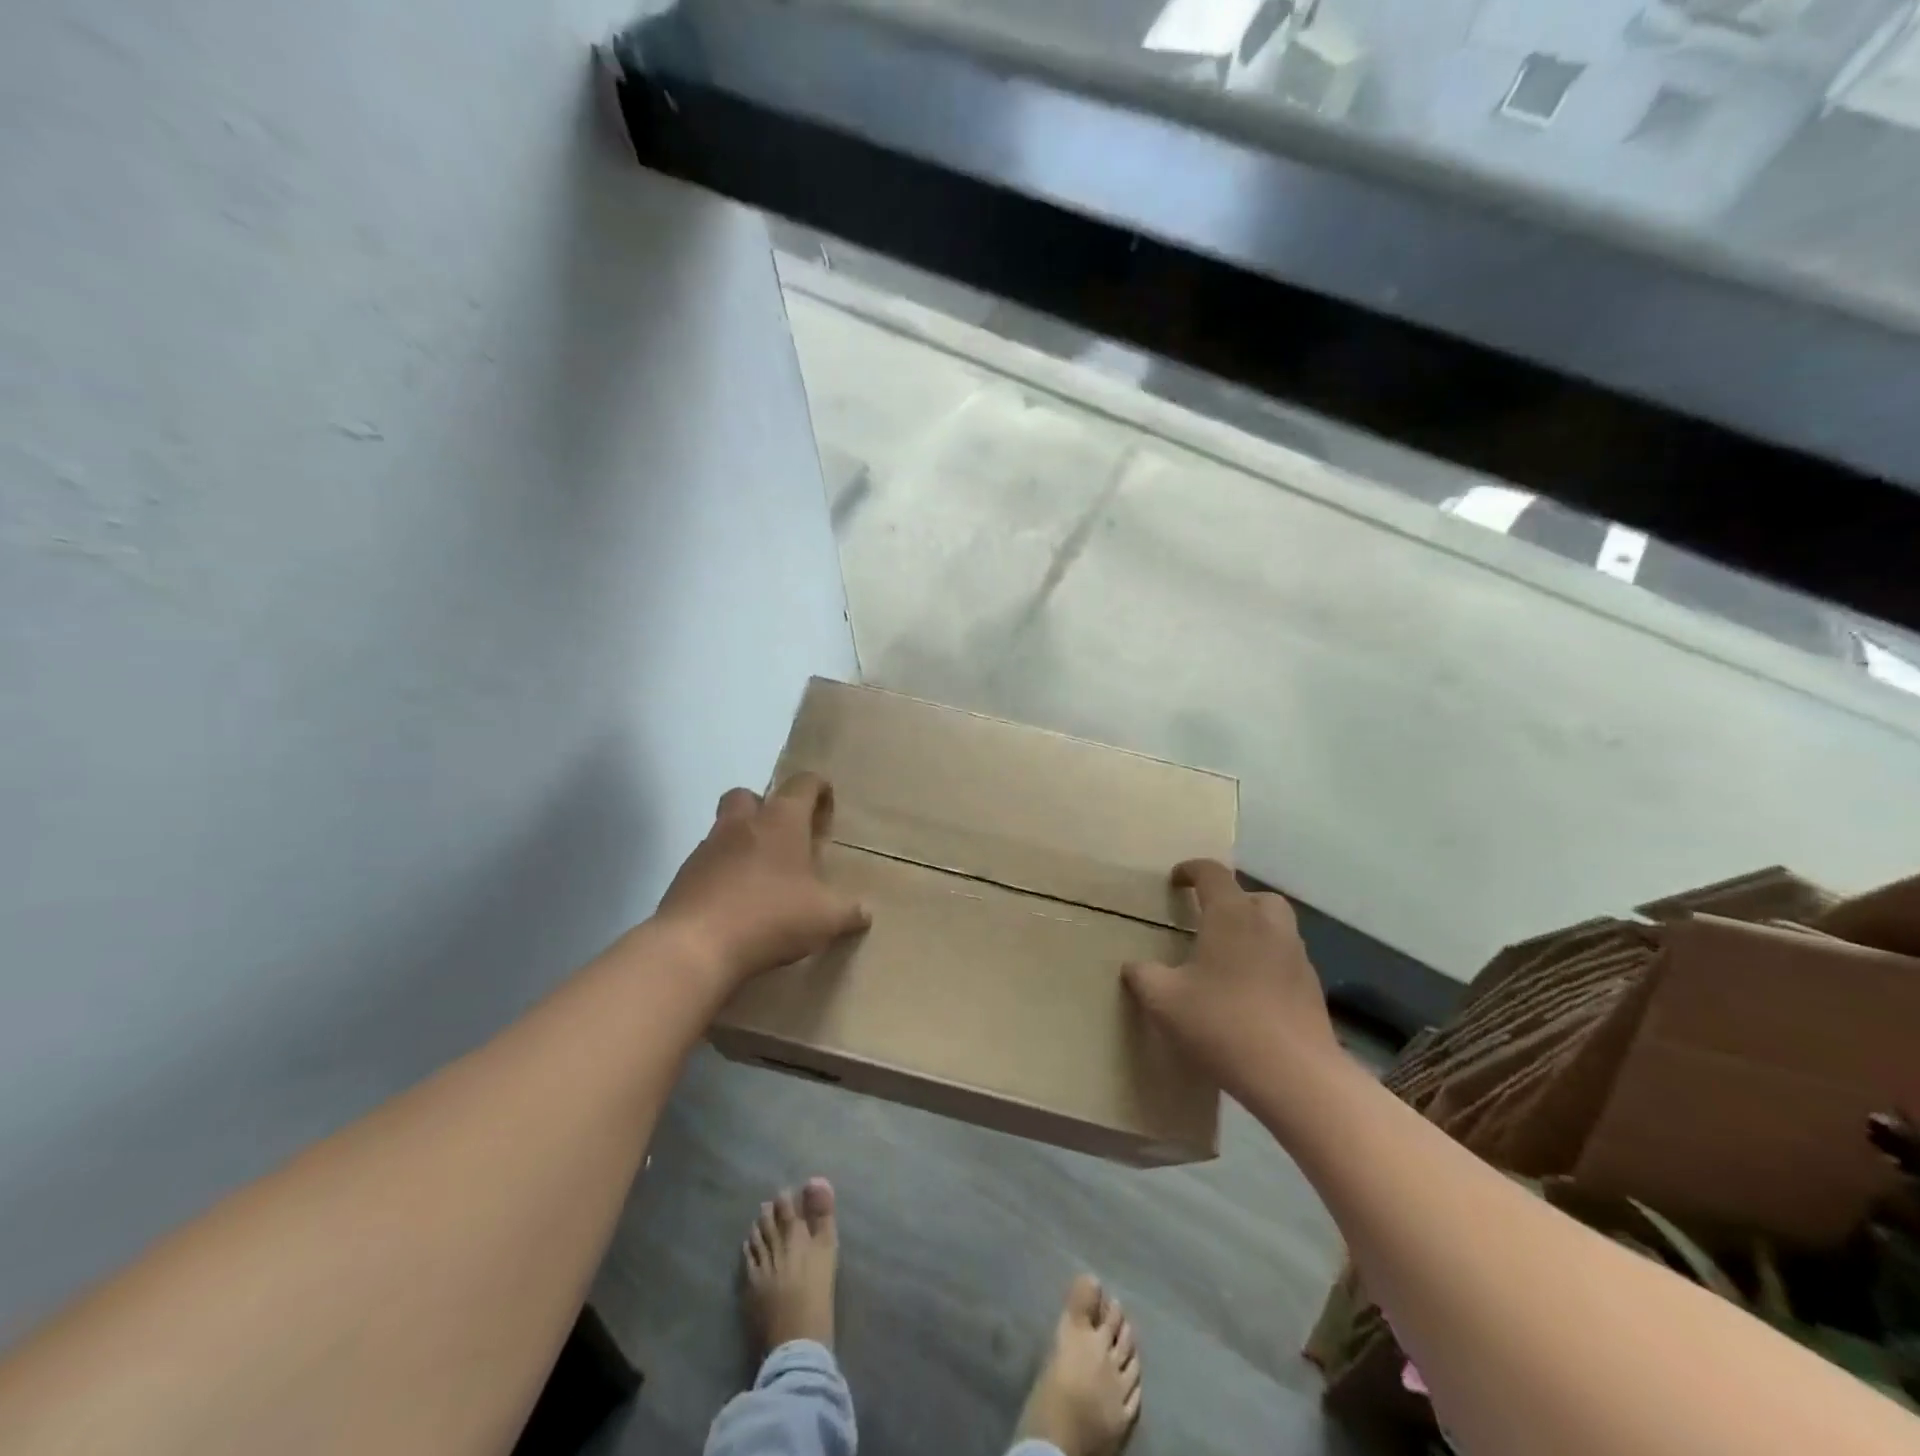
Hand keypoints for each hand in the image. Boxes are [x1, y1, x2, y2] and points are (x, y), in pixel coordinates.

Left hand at [657, 773, 870, 987]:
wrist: (695, 947)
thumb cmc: (771, 916)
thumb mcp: (825, 918)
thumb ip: (848, 911)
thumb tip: (864, 912)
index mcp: (780, 822)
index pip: (802, 785)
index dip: (817, 787)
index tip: (826, 800)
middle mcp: (741, 825)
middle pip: (748, 795)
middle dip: (765, 807)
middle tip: (783, 835)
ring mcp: (706, 849)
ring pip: (724, 829)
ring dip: (741, 843)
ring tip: (761, 876)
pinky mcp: (683, 878)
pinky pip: (707, 864)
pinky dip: (721, 875)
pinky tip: (735, 903)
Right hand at [1122, 859, 1337, 1098]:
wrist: (1295, 1076)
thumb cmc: (1222, 1024)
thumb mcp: (1164, 1001)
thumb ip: (1143, 976)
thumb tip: (1133, 967)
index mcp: (1231, 916)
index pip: (1212, 873)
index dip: (1191, 870)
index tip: (1175, 880)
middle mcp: (1268, 926)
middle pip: (1254, 896)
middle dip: (1232, 900)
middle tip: (1208, 920)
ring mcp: (1296, 957)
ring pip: (1276, 926)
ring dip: (1253, 930)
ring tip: (1227, 958)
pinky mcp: (1311, 988)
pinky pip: (1285, 959)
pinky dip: (1267, 962)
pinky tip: (1249, 992)